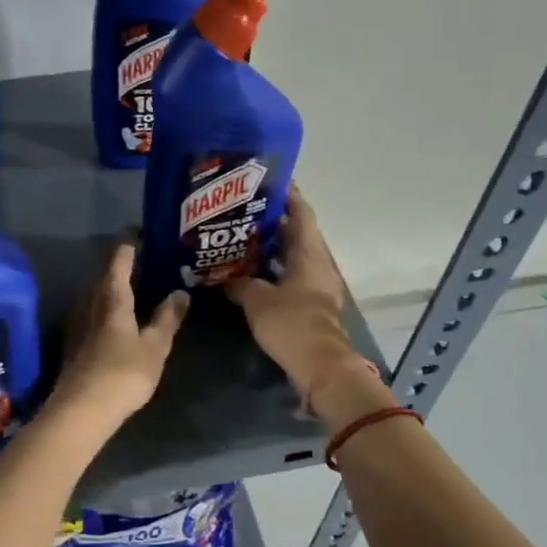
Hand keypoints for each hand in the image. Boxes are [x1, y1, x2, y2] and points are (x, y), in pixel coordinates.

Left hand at [49, 241, 188, 426]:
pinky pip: (90, 316)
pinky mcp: (73, 346)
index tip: (138, 235)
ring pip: (93, 297)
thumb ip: (167, 319)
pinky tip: (111, 321)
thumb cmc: (123, 373)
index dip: (128, 247)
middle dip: (118, 267)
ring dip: (108, 289)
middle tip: (138, 262)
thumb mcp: (155, 347)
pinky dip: (102, 310)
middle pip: (102, 278)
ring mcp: (78, 326)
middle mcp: (90, 305)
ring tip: (128, 289)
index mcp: (112, 299)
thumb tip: (180, 293)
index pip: (118, 263)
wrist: (81, 410)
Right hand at [227, 189, 374, 413]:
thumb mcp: (256, 299)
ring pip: (294, 257)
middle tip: (245, 210)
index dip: (288, 195)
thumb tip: (227, 277)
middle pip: (297, 233)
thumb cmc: (291, 323)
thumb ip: (240, 283)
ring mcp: (317, 285)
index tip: (269, 181)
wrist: (320, 366)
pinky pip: (291, 277)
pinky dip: (274, 271)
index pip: (301, 212)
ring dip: (273, 248)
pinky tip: (251, 273)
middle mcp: (317, 263)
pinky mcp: (312, 304)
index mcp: (308, 253)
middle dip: (274, 221)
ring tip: (242, 239)